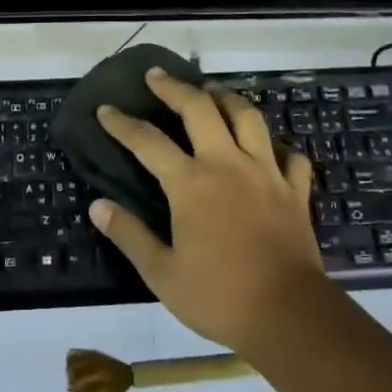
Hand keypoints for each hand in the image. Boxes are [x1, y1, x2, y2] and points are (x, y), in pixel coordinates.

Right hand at [91, 68, 329, 351]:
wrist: (290, 316)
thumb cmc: (220, 296)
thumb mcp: (162, 274)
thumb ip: (129, 235)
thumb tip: (97, 206)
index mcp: (191, 183)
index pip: (147, 141)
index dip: (122, 123)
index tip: (106, 110)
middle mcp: (227, 165)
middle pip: (200, 109)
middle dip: (174, 87)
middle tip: (157, 75)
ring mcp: (266, 173)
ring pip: (248, 118)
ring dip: (227, 98)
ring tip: (212, 92)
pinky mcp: (294, 191)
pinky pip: (290, 156)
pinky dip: (278, 146)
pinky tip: (269, 148)